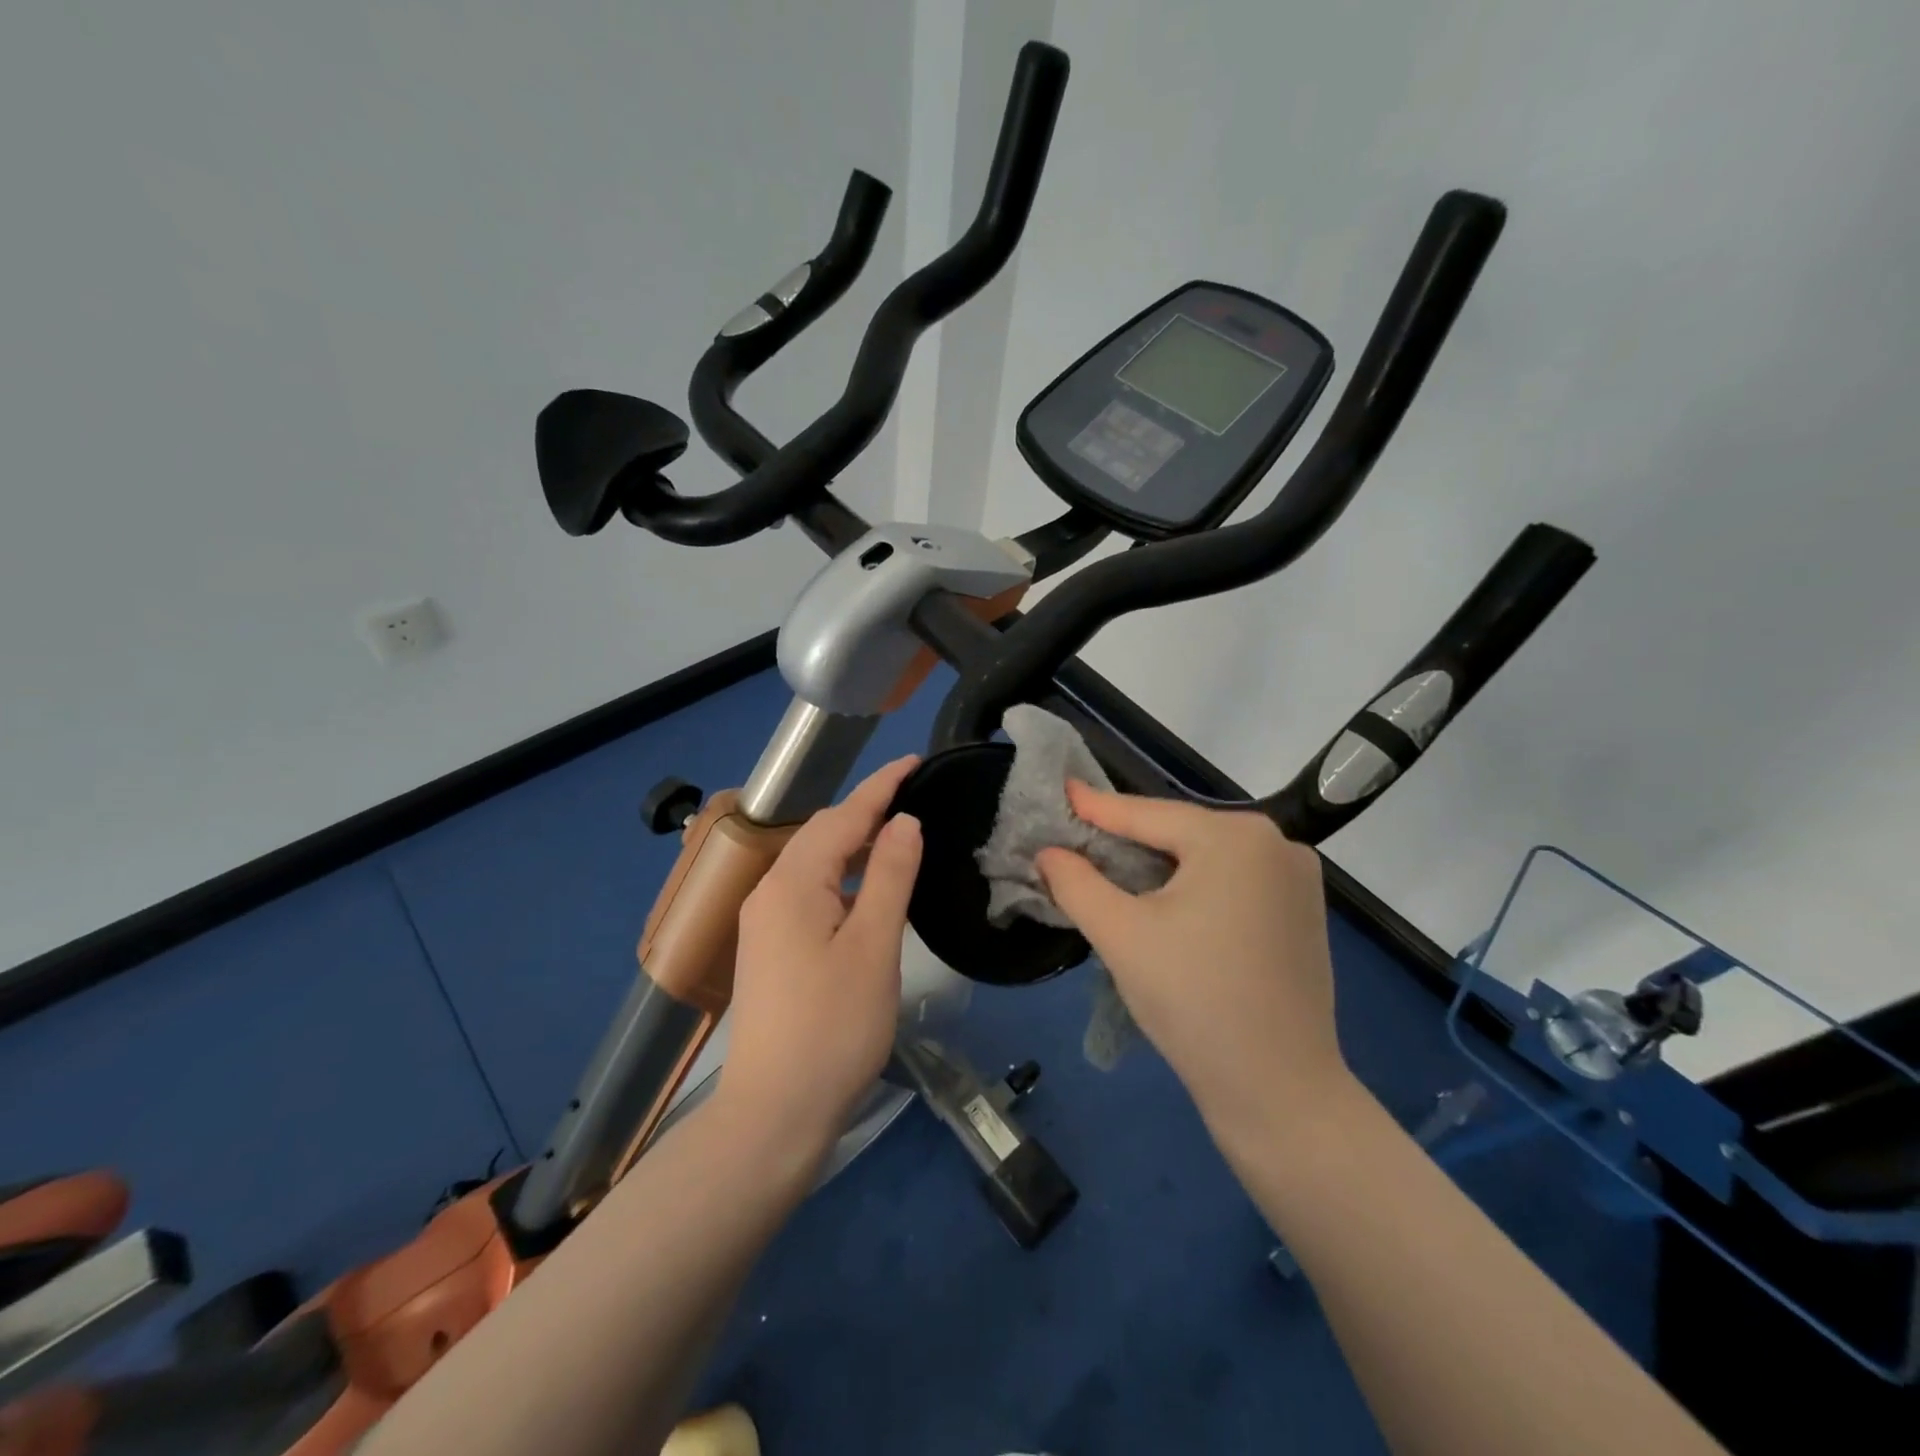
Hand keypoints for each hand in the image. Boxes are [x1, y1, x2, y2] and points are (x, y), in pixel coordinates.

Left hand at [720, 756, 922, 1155]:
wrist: (774, 1113)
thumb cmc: (834, 1027)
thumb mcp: (874, 946)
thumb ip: (890, 876)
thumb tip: (903, 822)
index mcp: (793, 883)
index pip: (842, 816)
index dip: (881, 786)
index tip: (915, 761)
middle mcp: (769, 893)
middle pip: (822, 835)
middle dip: (866, 811)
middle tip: (914, 797)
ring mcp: (763, 923)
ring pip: (813, 865)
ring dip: (854, 845)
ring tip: (897, 838)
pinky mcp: (769, 950)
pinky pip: (808, 893)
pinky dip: (841, 879)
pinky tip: (866, 892)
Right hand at [1037, 783, 1352, 1144]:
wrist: (1279, 1091)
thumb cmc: (1193, 1000)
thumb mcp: (1121, 935)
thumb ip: (1076, 883)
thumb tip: (1049, 852)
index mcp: (1235, 837)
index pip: (1147, 815)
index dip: (1096, 808)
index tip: (1060, 790)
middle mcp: (1275, 843)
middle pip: (1180, 834)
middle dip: (1127, 841)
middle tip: (1078, 842)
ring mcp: (1297, 879)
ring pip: (1206, 859)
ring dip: (1159, 865)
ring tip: (1111, 871)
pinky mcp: (1303, 913)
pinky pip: (1233, 883)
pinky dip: (1193, 886)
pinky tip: (1166, 903)